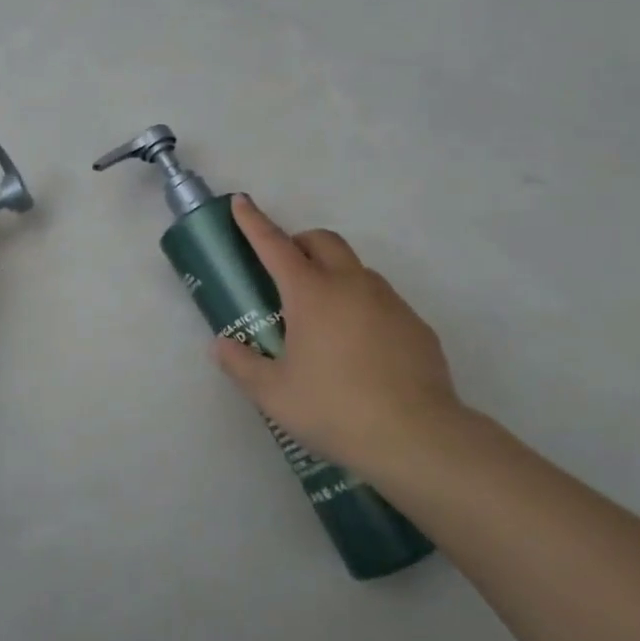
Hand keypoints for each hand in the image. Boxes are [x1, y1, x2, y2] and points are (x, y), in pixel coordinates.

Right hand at [211, 195, 464, 476]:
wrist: (417, 438)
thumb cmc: (334, 409)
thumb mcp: (273, 393)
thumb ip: (241, 364)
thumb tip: (222, 345)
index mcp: (311, 294)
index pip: (275, 245)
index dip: (254, 222)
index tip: (241, 202)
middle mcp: (351, 285)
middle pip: (323, 241)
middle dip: (299, 243)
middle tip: (283, 272)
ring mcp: (389, 302)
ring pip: (356, 269)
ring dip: (332, 274)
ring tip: (320, 318)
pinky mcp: (415, 325)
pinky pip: (381, 300)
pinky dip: (360, 305)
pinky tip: (358, 348)